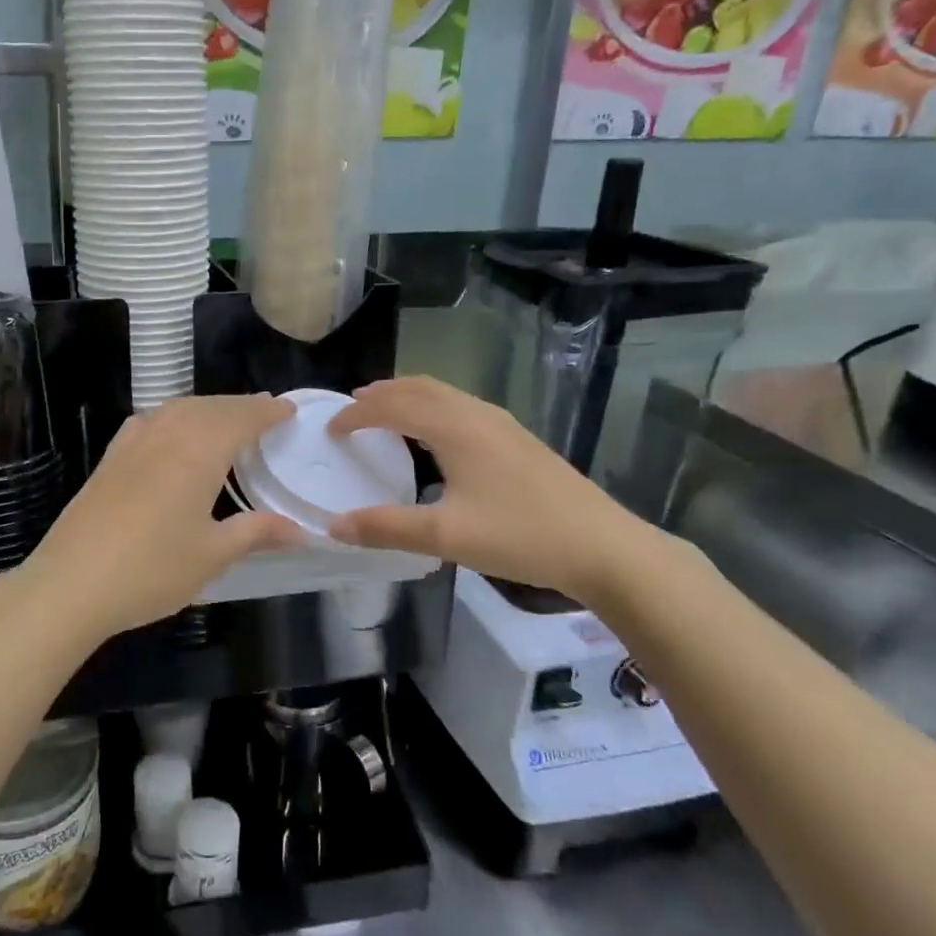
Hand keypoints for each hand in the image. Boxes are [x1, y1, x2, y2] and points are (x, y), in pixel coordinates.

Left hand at [10, 394, 305, 644]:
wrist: (72, 583)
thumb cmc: (152, 570)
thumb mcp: (212, 555)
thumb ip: (256, 533)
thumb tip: (300, 530)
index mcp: (198, 453)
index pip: (240, 419)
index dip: (266, 412)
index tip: (289, 410)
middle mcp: (166, 436)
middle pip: (209, 408)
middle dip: (240, 406)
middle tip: (265, 411)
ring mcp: (132, 444)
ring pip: (177, 409)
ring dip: (206, 407)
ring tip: (226, 418)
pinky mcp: (109, 459)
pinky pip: (149, 421)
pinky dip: (171, 416)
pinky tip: (170, 431)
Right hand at [325, 376, 661, 603]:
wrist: (604, 547)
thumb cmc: (521, 535)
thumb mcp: (446, 536)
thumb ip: (386, 528)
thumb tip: (334, 525)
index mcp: (455, 428)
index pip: (394, 406)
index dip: (358, 414)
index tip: (331, 429)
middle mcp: (477, 414)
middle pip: (420, 388)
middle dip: (382, 394)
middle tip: (352, 408)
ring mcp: (502, 425)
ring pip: (444, 395)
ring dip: (409, 398)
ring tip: (385, 414)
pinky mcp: (517, 440)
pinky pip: (461, 407)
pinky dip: (432, 409)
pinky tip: (435, 438)